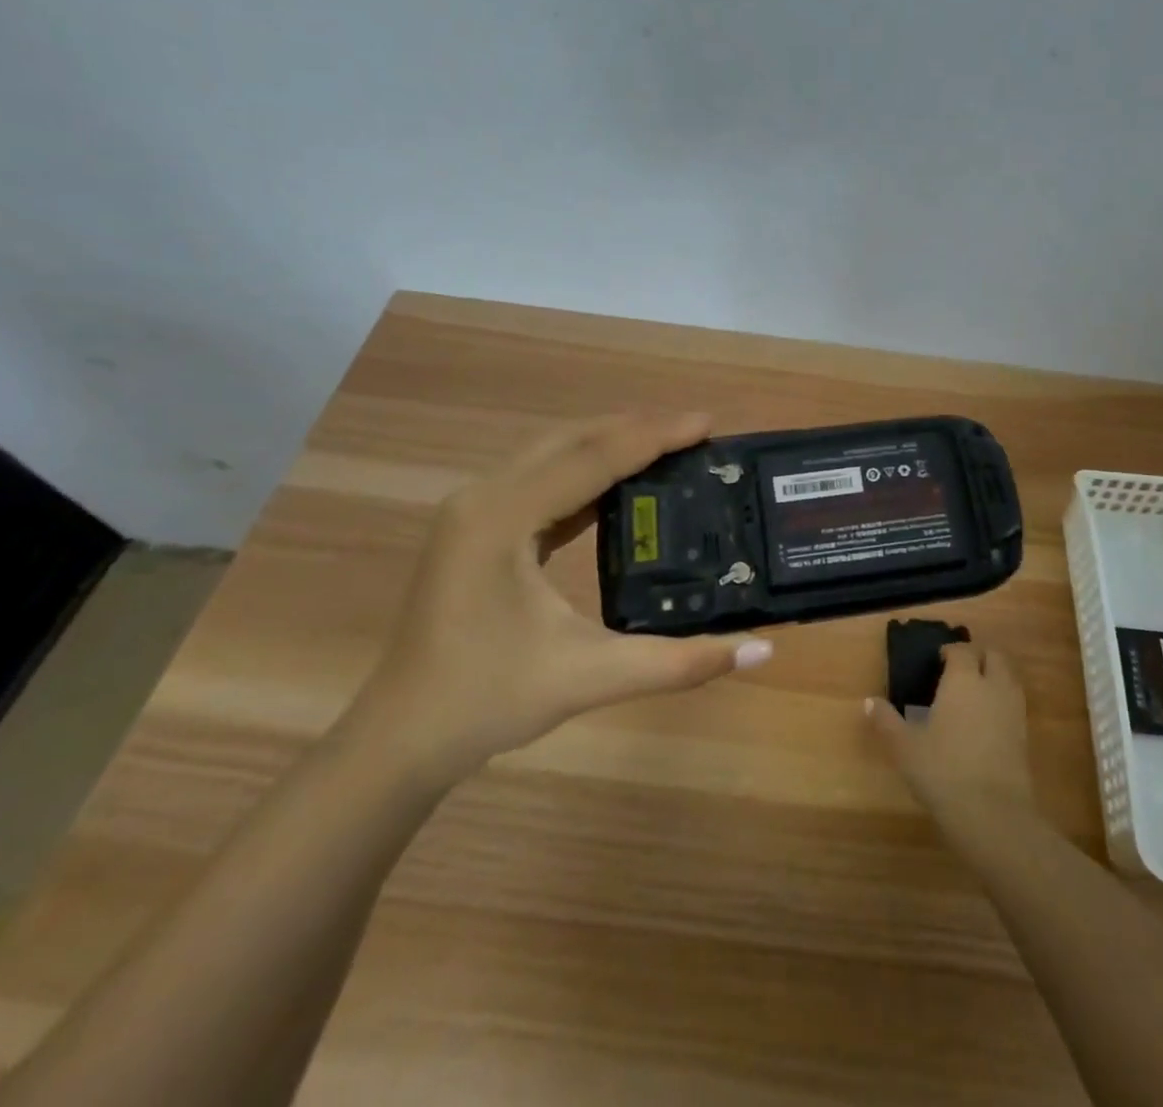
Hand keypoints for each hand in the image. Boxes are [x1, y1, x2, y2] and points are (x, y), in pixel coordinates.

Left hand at [353, 413, 772, 784]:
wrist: (401, 739)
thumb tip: (761, 648)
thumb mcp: (589, 678)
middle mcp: (484, 497)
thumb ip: (678, 662)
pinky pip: (542, 483)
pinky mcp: (478, 529)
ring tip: (669, 447)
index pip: (592, 458)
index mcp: (502, 517)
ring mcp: (474, 511)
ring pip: (554, 455)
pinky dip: (587, 475)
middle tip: (696, 432)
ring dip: (611, 446)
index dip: (654, 436)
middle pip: (571, 441)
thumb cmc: (486, 702)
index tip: (707, 423)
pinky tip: (622, 487)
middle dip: (636, 429)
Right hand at [865, 642, 1035, 822]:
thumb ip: (886, 721)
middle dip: (978, 654)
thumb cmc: (943, 771)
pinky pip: (1015, 702)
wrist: (993, 814)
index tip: (938, 659)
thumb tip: (869, 702)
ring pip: (1009, 676)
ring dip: (994, 674)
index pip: (962, 650)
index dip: (951, 650)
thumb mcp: (904, 747)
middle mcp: (992, 686)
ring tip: (974, 690)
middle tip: (959, 668)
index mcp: (963, 680)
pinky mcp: (1025, 734)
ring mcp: (1013, 710)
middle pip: (994, 655)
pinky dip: (1002, 699)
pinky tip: (986, 719)